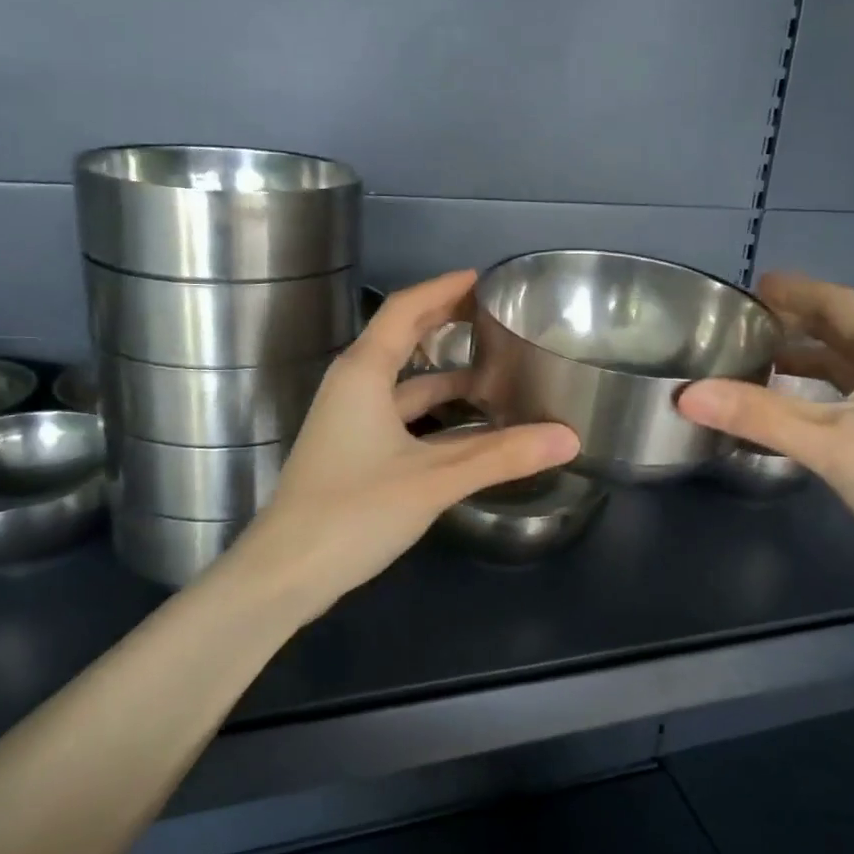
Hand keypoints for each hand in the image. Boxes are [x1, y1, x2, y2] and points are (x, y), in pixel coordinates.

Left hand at [219, 270, 579, 610]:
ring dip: (445, 373)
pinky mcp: (354, 451)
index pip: (405, 310)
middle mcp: (353, 386)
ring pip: (404, 382)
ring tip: (495, 368)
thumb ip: (502, 456)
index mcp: (364, 373)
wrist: (285, 573)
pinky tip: (469, 425)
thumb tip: (568, 437)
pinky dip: (435, 411)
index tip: (484, 280)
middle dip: (445, 322)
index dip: (444, 288)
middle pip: (402, 338)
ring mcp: (350, 420)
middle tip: (494, 315)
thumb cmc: (354, 511)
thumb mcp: (434, 480)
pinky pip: (402, 414)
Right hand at [678, 272, 853, 581]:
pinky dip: (817, 390)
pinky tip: (789, 405)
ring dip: (806, 358)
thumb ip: (757, 415)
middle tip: (748, 320)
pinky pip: (851, 395)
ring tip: (758, 358)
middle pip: (843, 331)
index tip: (755, 285)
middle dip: (797, 322)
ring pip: (848, 366)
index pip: (838, 303)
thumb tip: (687, 394)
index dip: (796, 291)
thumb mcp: (826, 441)